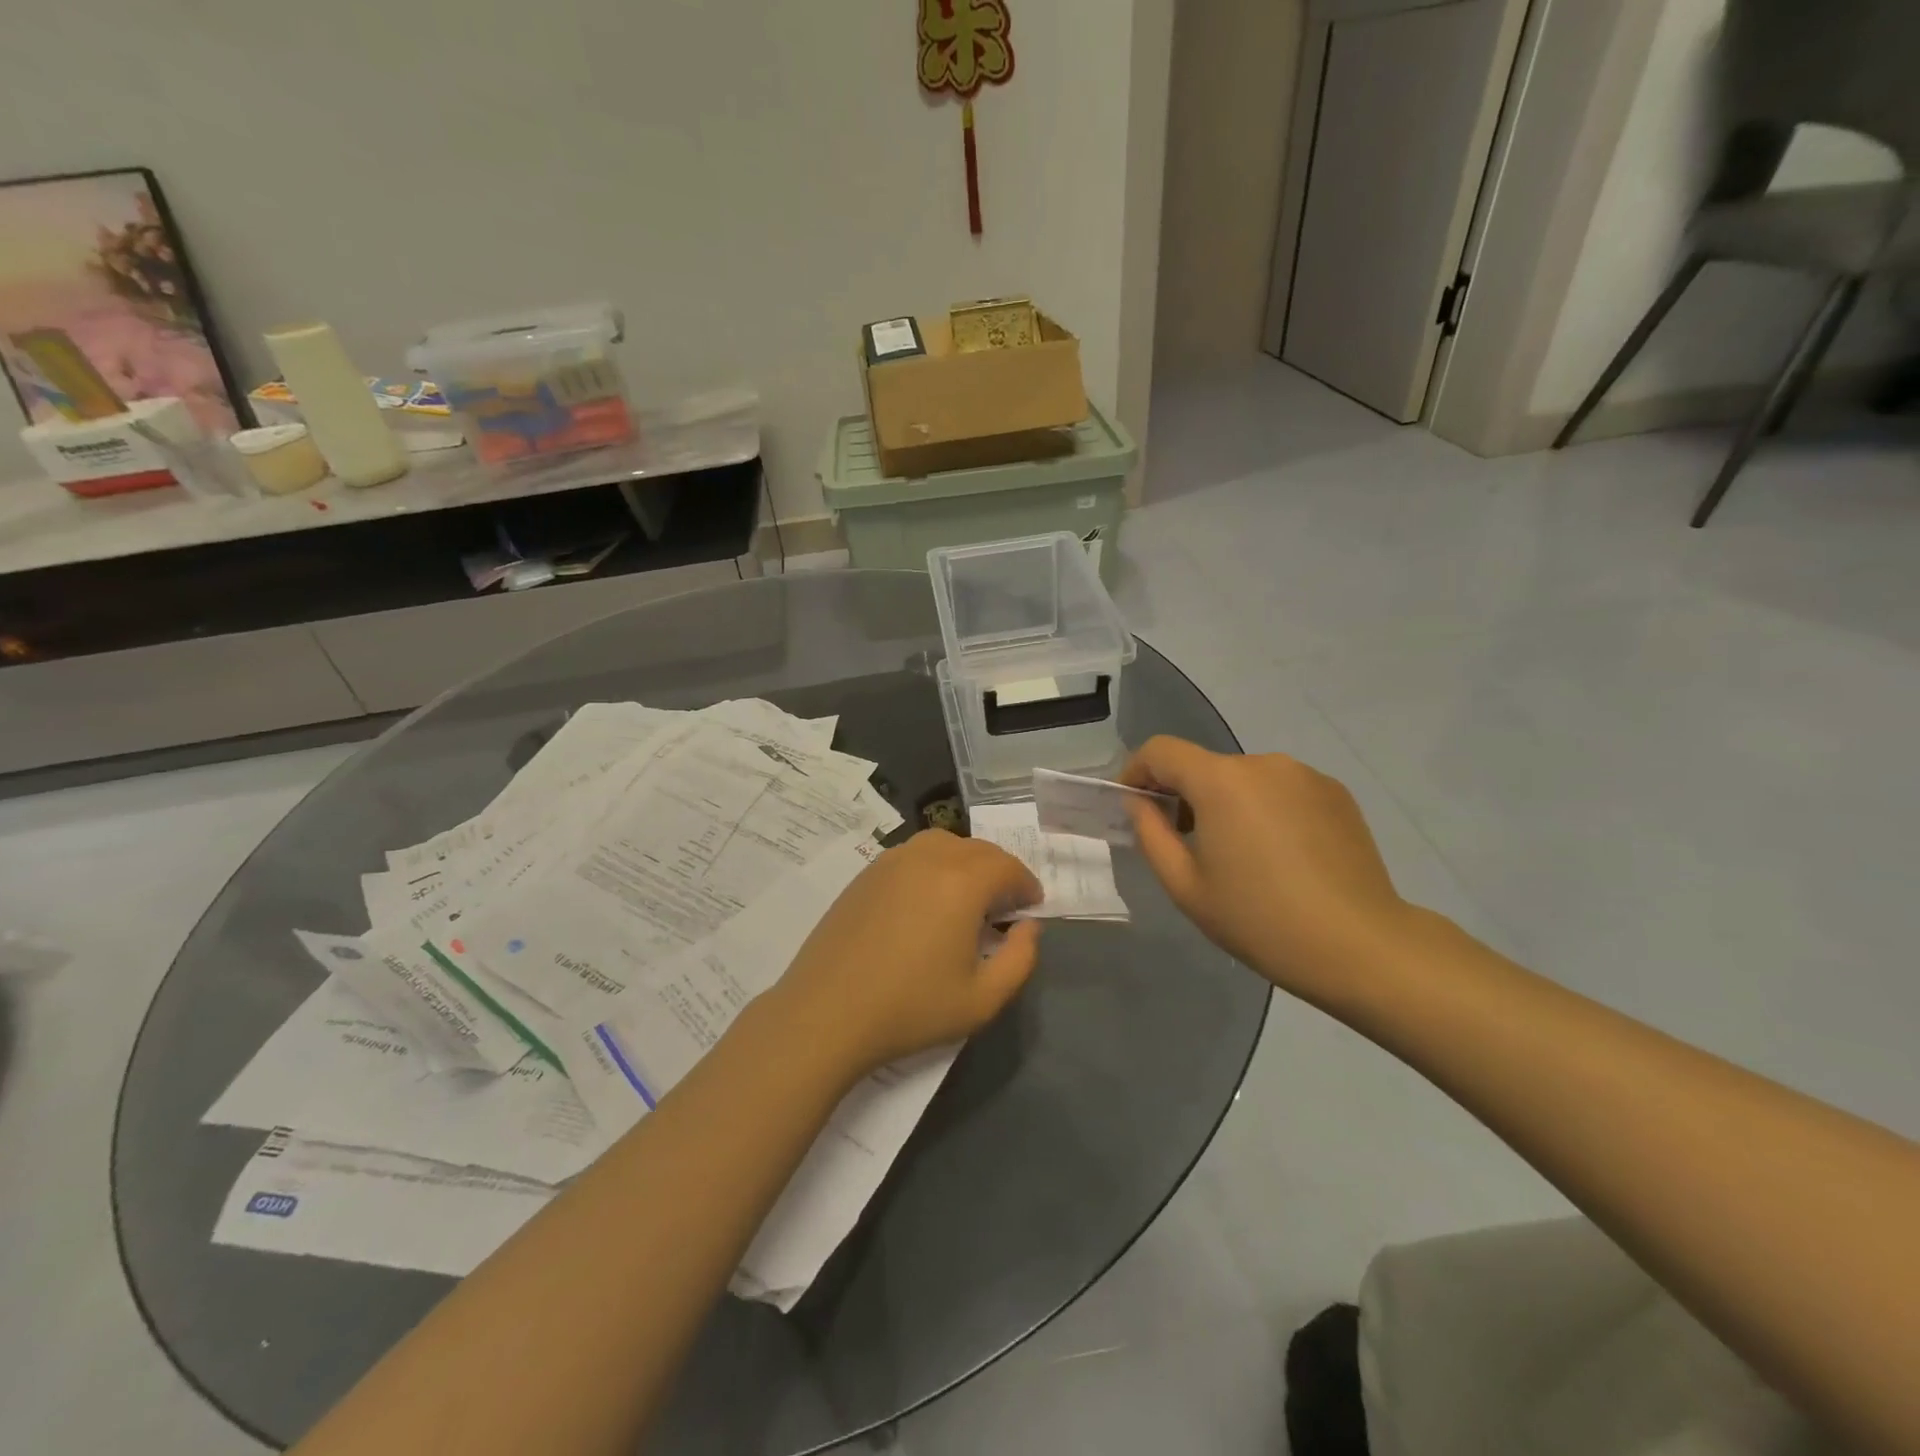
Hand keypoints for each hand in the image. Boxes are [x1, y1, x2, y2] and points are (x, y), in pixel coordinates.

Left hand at [767, 831, 1043, 1077]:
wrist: (827, 1012)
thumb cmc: (910, 1008)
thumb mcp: (983, 999)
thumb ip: (1020, 959)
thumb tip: (1027, 927)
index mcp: (962, 882)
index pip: (1007, 867)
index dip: (1026, 884)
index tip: (1031, 907)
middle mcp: (928, 858)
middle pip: (977, 849)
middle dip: (999, 871)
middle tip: (1004, 905)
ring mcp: (891, 861)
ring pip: (943, 843)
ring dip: (965, 862)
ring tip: (967, 897)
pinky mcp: (866, 874)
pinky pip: (912, 854)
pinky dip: (932, 865)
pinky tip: (927, 901)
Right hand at [1120, 736, 1409, 1005]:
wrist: (1360, 947)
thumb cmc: (1259, 920)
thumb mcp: (1185, 886)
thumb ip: (1150, 834)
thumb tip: (1139, 803)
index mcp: (1221, 781)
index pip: (1161, 750)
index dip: (1136, 771)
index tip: (1134, 806)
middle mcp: (1263, 763)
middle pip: (1205, 766)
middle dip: (1184, 794)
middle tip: (1185, 844)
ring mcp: (1305, 775)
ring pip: (1245, 779)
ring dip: (1227, 803)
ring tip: (1239, 856)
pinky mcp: (1336, 793)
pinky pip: (1281, 790)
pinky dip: (1265, 810)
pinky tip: (1280, 856)